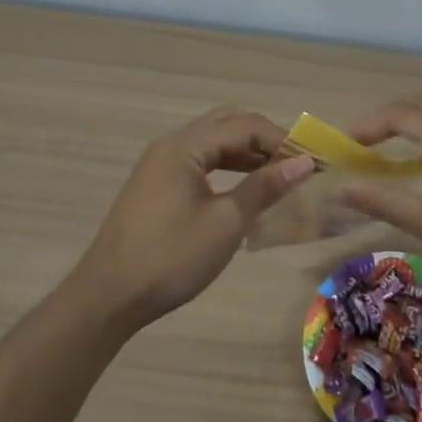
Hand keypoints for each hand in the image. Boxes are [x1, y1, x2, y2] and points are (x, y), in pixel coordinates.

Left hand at [68, 107, 314, 326]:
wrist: (108, 296)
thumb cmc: (171, 257)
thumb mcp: (226, 223)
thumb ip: (264, 187)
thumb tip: (304, 163)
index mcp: (185, 146)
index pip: (244, 125)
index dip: (281, 140)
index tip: (313, 162)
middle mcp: (171, 145)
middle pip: (227, 125)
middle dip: (264, 140)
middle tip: (296, 165)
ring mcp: (160, 165)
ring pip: (212, 144)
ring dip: (246, 154)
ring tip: (278, 177)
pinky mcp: (156, 186)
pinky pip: (199, 162)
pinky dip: (226, 168)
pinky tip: (244, 190)